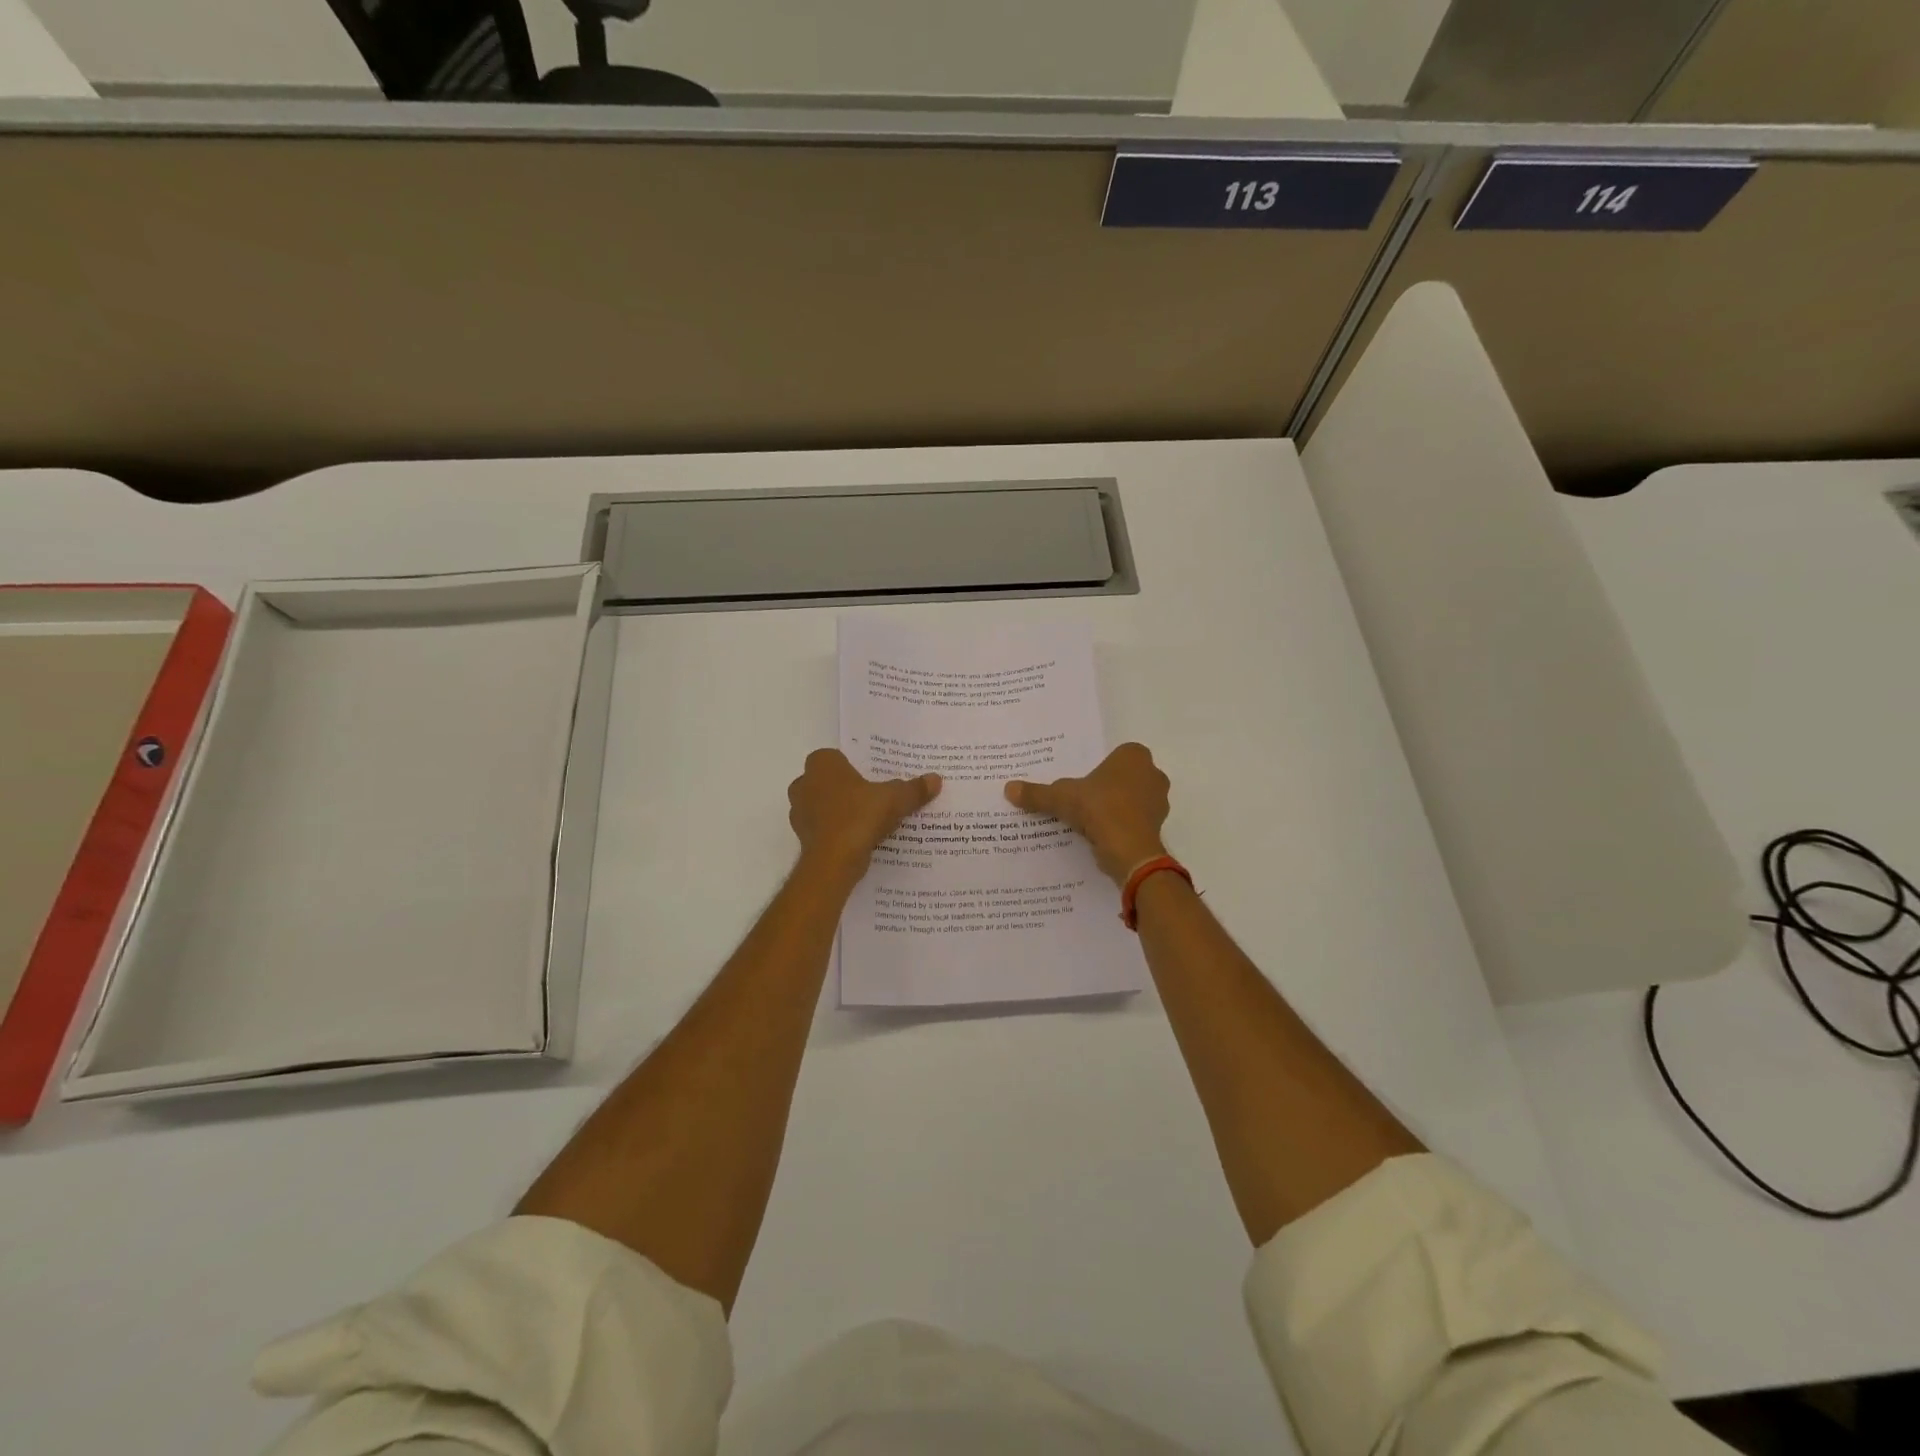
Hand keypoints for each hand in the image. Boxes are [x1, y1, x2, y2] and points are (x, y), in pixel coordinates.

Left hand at [789, 749, 940, 881]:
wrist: (834, 861)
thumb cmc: (859, 816)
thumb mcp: (895, 799)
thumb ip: (914, 789)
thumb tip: (936, 779)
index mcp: (822, 764)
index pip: (836, 757)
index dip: (853, 767)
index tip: (871, 778)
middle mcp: (804, 783)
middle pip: (827, 781)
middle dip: (845, 789)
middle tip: (872, 797)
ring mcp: (799, 812)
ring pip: (822, 806)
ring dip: (839, 811)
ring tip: (867, 821)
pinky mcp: (802, 837)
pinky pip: (822, 828)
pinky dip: (836, 831)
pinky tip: (858, 840)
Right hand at [1005, 742, 1170, 884]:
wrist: (1129, 849)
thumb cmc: (1099, 809)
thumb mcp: (1061, 798)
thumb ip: (1037, 793)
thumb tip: (1008, 788)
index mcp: (1134, 756)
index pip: (1116, 755)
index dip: (1100, 767)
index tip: (1083, 781)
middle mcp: (1152, 774)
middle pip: (1125, 777)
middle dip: (1108, 787)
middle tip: (1083, 799)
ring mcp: (1159, 801)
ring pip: (1132, 799)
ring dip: (1116, 807)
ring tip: (1090, 820)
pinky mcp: (1158, 826)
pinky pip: (1136, 821)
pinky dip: (1122, 826)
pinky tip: (1102, 836)